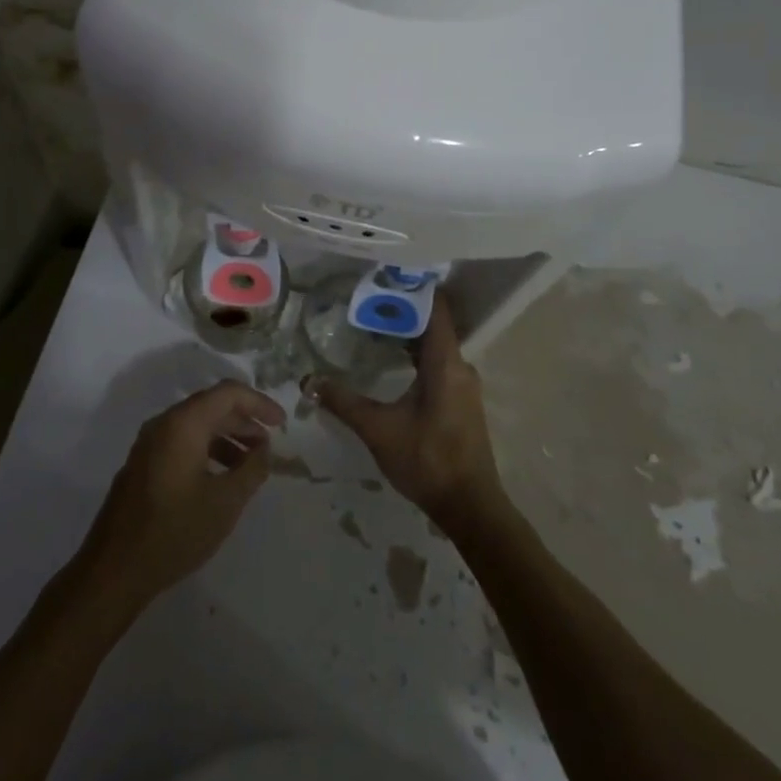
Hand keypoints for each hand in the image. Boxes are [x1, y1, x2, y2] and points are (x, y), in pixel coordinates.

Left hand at [76, 381, 284, 610]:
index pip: (228, 393)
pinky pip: (181, 442)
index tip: (281, 424)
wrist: (114, 569)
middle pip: (211, 406)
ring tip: (250, 465)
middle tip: (269, 446)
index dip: (259, 403)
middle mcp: (163, 424)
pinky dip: (207, 450)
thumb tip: (264, 449)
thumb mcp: (225, 502)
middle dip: (244, 421)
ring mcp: (149, 444)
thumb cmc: (174, 531)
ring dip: (226, 438)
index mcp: (182, 424)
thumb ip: (251, 469)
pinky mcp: (143, 464)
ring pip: (196, 426)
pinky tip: (221, 478)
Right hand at [308, 292, 505, 529]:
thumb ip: (344, 402)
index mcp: (446, 363)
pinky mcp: (462, 401)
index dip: (414, 288)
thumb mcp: (378, 429)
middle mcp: (460, 366)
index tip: (387, 273)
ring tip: (374, 324)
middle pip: (434, 324)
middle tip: (368, 298)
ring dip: (409, 334)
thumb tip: (310, 380)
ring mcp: (464, 385)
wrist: (470, 507)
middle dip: (403, 310)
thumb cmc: (427, 460)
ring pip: (436, 346)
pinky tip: (393, 361)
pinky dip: (417, 354)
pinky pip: (439, 363)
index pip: (436, 309)